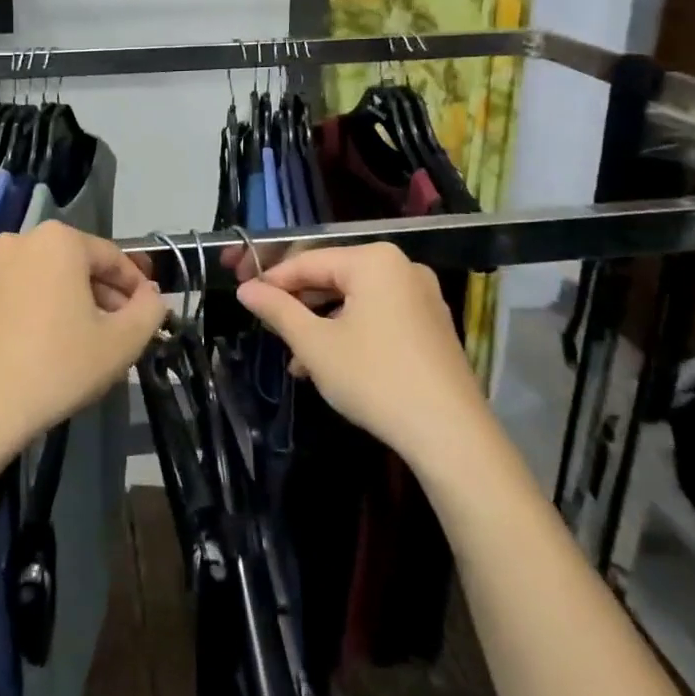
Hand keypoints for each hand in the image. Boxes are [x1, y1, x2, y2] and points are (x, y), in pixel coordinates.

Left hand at [0, 221, 166, 453]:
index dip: (137, 287)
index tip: (149, 314)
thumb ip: (149, 310)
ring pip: (50, 277)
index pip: (112, 258)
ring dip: (75, 301)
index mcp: (59, 240)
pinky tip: (52, 342)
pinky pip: (23, 290)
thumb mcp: (122, 342)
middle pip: (79, 264)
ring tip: (90, 339)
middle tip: (123, 330)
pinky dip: (43, 307)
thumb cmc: (58, 365)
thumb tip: (153, 295)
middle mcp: (22, 240)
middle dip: (105, 294)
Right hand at [237, 244, 484, 472]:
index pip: (308, 261)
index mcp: (374, 261)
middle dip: (299, 304)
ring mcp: (422, 296)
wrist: (450, 434)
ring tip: (295, 358)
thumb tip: (245, 289)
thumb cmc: (374, 378)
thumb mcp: (315, 344)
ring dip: (322, 324)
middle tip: (268, 326)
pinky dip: (351, 332)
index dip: (272, 280)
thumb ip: (277, 310)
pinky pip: (379, 316)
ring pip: (356, 300)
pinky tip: (330, 365)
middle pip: (334, 277)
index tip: (245, 297)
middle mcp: (402, 267)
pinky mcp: (432, 325)